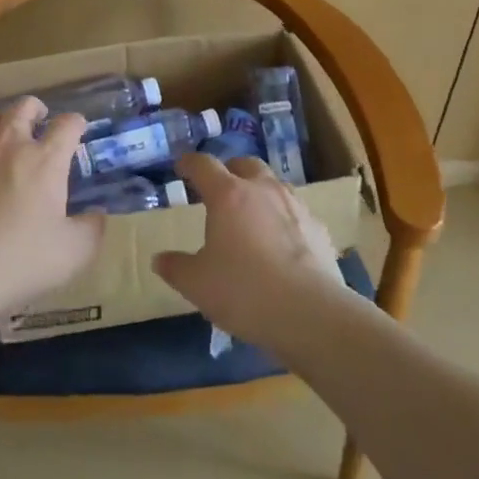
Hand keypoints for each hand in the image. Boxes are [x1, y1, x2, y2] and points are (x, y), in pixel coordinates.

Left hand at [0, 97, 103, 324]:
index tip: (79, 128)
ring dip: (2, 119)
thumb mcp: (73, 254)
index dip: (76, 123)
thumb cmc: (20, 259)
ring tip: (6, 132)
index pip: (66, 125)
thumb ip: (92, 230)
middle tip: (41, 119)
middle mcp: (10, 145)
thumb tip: (98, 214)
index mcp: (45, 160)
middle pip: (23, 107)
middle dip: (36, 108)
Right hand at [152, 152, 345, 354]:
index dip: (189, 163)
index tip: (181, 167)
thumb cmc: (245, 291)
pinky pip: (296, 213)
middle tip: (219, 190)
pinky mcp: (319, 229)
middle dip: (230, 171)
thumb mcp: (197, 284)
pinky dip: (284, 220)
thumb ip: (176, 268)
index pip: (204, 165)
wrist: (311, 315)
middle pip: (245, 164)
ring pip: (274, 185)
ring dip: (260, 192)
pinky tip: (282, 244)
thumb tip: (159, 259)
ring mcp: (296, 206)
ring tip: (252, 216)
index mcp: (228, 195)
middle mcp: (263, 190)